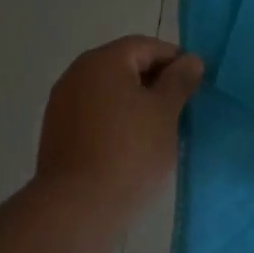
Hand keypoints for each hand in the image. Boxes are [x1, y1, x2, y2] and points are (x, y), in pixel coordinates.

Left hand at [36, 36, 202, 224]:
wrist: (78, 206)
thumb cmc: (130, 152)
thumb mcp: (165, 113)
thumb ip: (179, 81)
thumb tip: (190, 60)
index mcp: (103, 61)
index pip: (146, 46)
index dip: (175, 60)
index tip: (196, 85)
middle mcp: (76, 74)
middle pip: (124, 66)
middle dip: (155, 82)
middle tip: (182, 108)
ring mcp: (62, 103)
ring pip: (108, 92)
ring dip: (135, 103)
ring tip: (160, 129)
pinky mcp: (57, 132)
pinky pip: (94, 115)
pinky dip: (115, 121)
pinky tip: (131, 145)